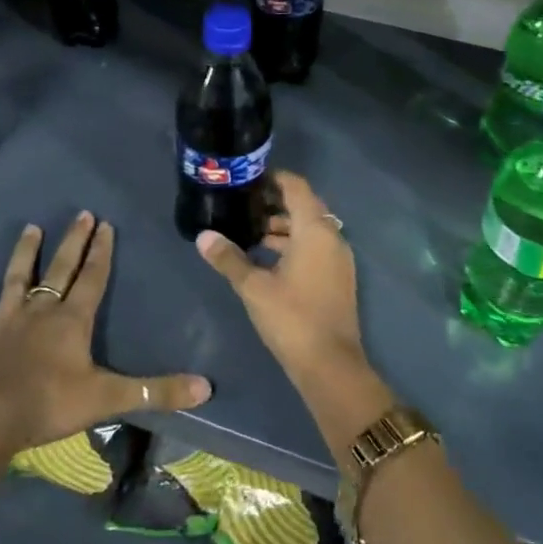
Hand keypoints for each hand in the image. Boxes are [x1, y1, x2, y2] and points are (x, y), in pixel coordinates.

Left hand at [0, 212, 211, 453]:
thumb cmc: (50, 405)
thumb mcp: (109, 398)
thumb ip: (156, 392)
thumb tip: (206, 387)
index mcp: (72, 321)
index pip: (92, 278)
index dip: (102, 252)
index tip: (106, 225)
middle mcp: (40, 312)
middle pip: (60, 270)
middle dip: (73, 242)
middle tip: (81, 215)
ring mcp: (5, 322)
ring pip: (17, 279)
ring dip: (25, 253)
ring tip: (32, 227)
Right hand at [195, 171, 368, 390]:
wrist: (330, 365)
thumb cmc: (292, 318)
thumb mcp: (253, 287)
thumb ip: (229, 258)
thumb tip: (203, 236)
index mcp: (315, 230)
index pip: (297, 187)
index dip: (274, 178)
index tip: (248, 179)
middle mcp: (332, 237)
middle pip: (304, 206)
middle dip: (275, 203)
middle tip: (243, 205)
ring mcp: (339, 258)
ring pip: (310, 228)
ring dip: (284, 226)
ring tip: (250, 232)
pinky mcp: (339, 277)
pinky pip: (316, 246)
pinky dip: (294, 244)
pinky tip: (268, 258)